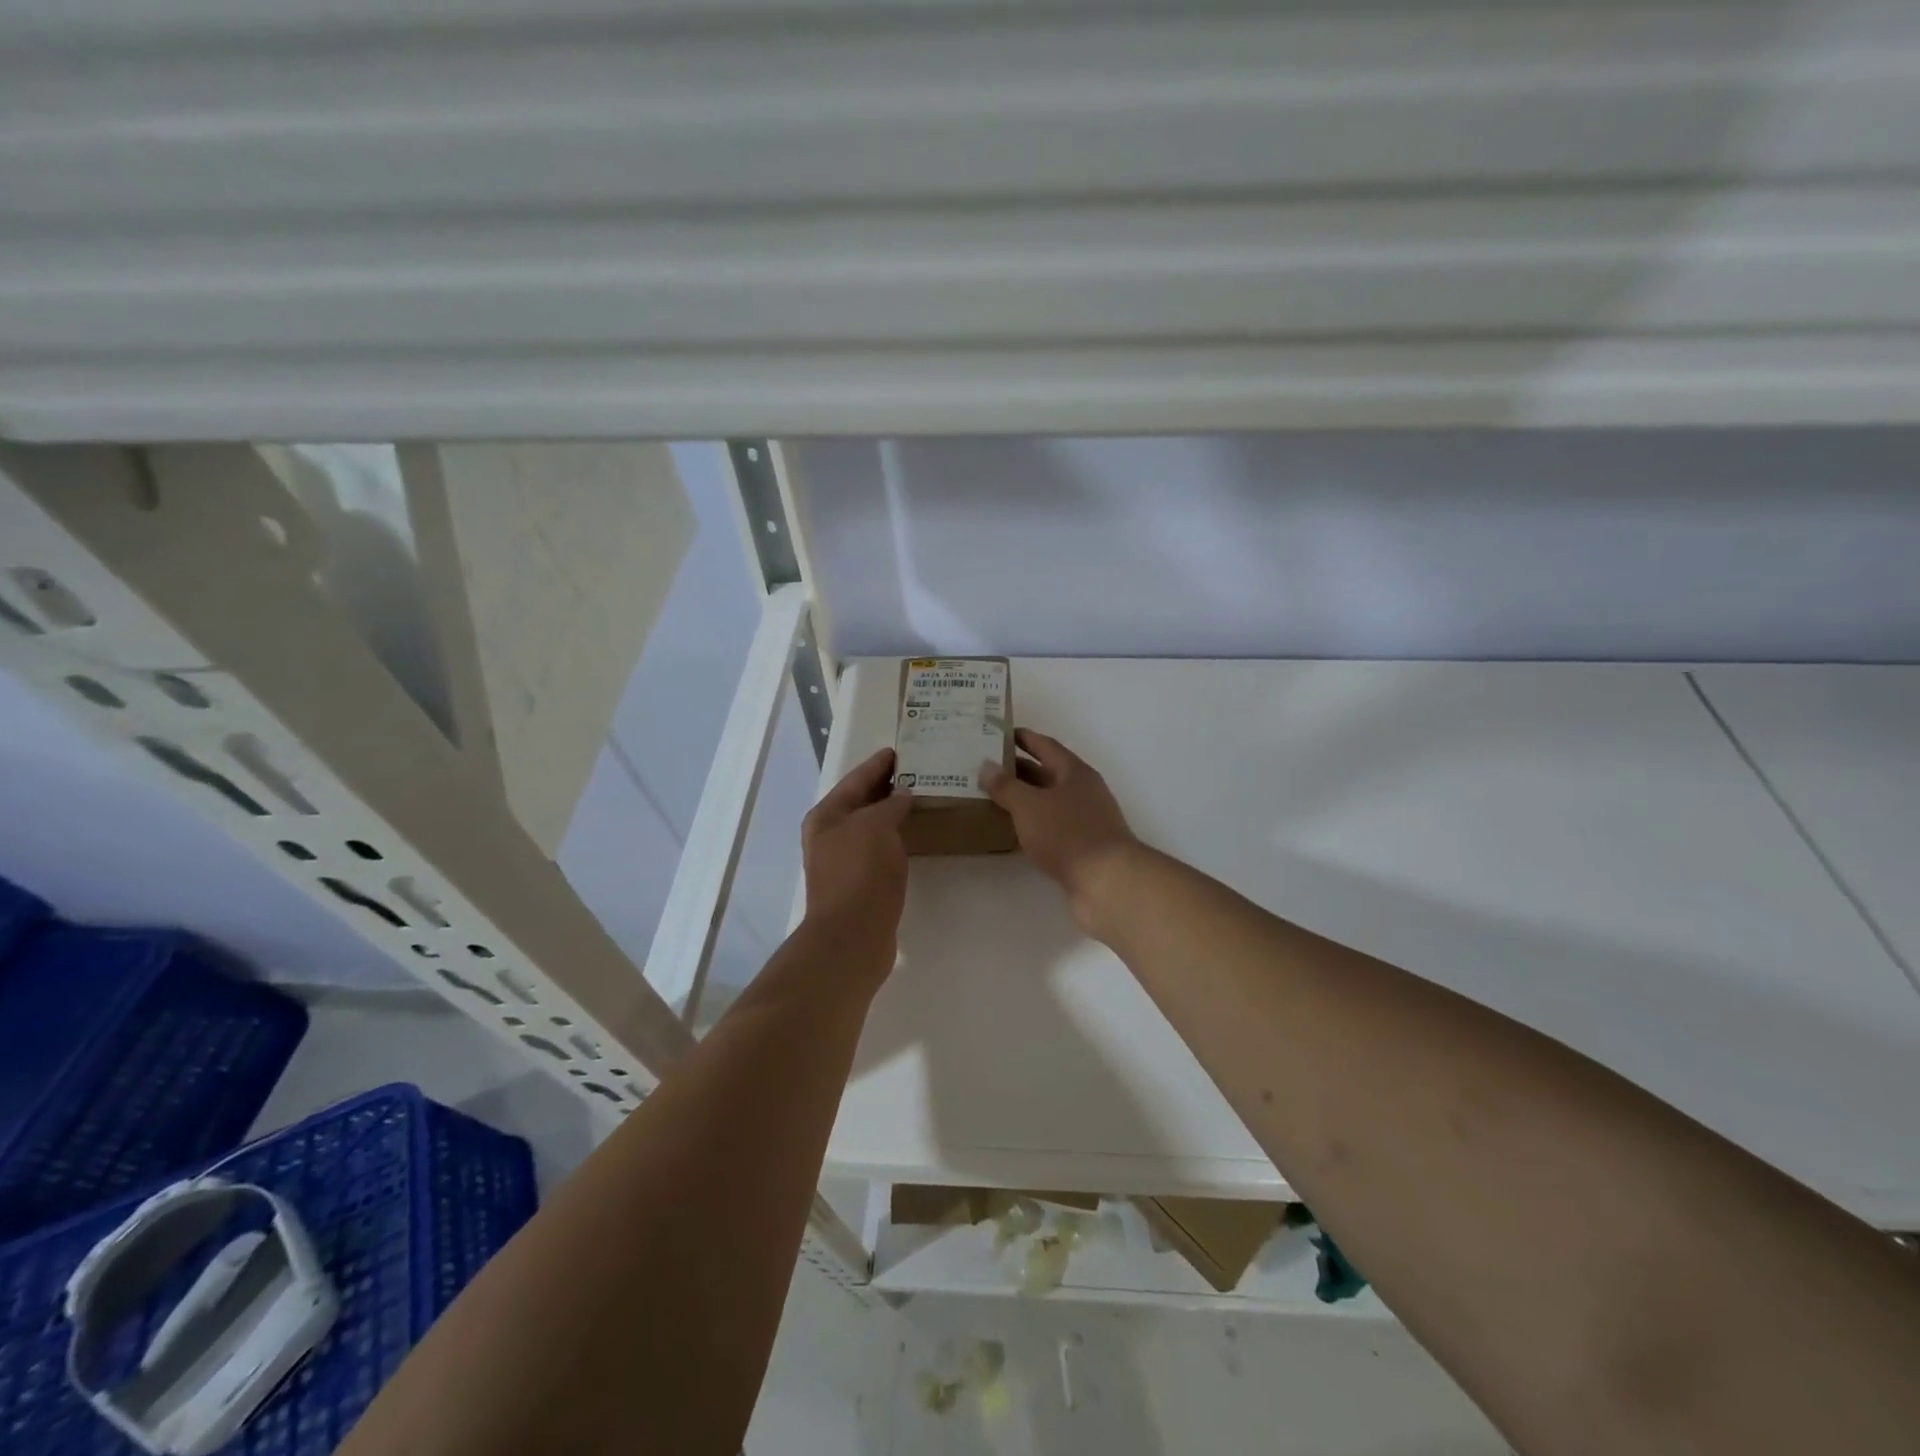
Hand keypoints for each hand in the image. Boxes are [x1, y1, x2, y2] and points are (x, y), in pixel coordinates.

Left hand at [801, 748, 913, 960]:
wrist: (852, 936)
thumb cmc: (860, 872)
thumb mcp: (875, 826)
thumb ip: (890, 804)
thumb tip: (902, 794)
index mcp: (826, 816)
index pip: (856, 779)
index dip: (877, 764)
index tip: (900, 750)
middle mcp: (829, 835)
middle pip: (861, 801)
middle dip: (886, 786)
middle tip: (916, 770)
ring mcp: (842, 860)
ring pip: (870, 825)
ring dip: (892, 812)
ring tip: (920, 797)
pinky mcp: (859, 882)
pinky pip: (879, 847)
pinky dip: (895, 836)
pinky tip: (913, 834)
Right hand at [981, 729, 1140, 932]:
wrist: (1106, 882)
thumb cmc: (1068, 834)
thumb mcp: (1029, 805)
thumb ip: (1006, 785)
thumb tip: (987, 766)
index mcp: (1075, 773)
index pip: (1046, 746)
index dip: (1024, 738)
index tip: (1000, 733)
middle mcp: (1082, 792)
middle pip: (1047, 774)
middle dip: (1018, 769)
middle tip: (986, 767)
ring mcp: (1084, 820)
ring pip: (1047, 802)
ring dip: (1023, 799)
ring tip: (991, 796)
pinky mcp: (1081, 847)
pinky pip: (1050, 827)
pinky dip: (1031, 824)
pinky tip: (1011, 829)